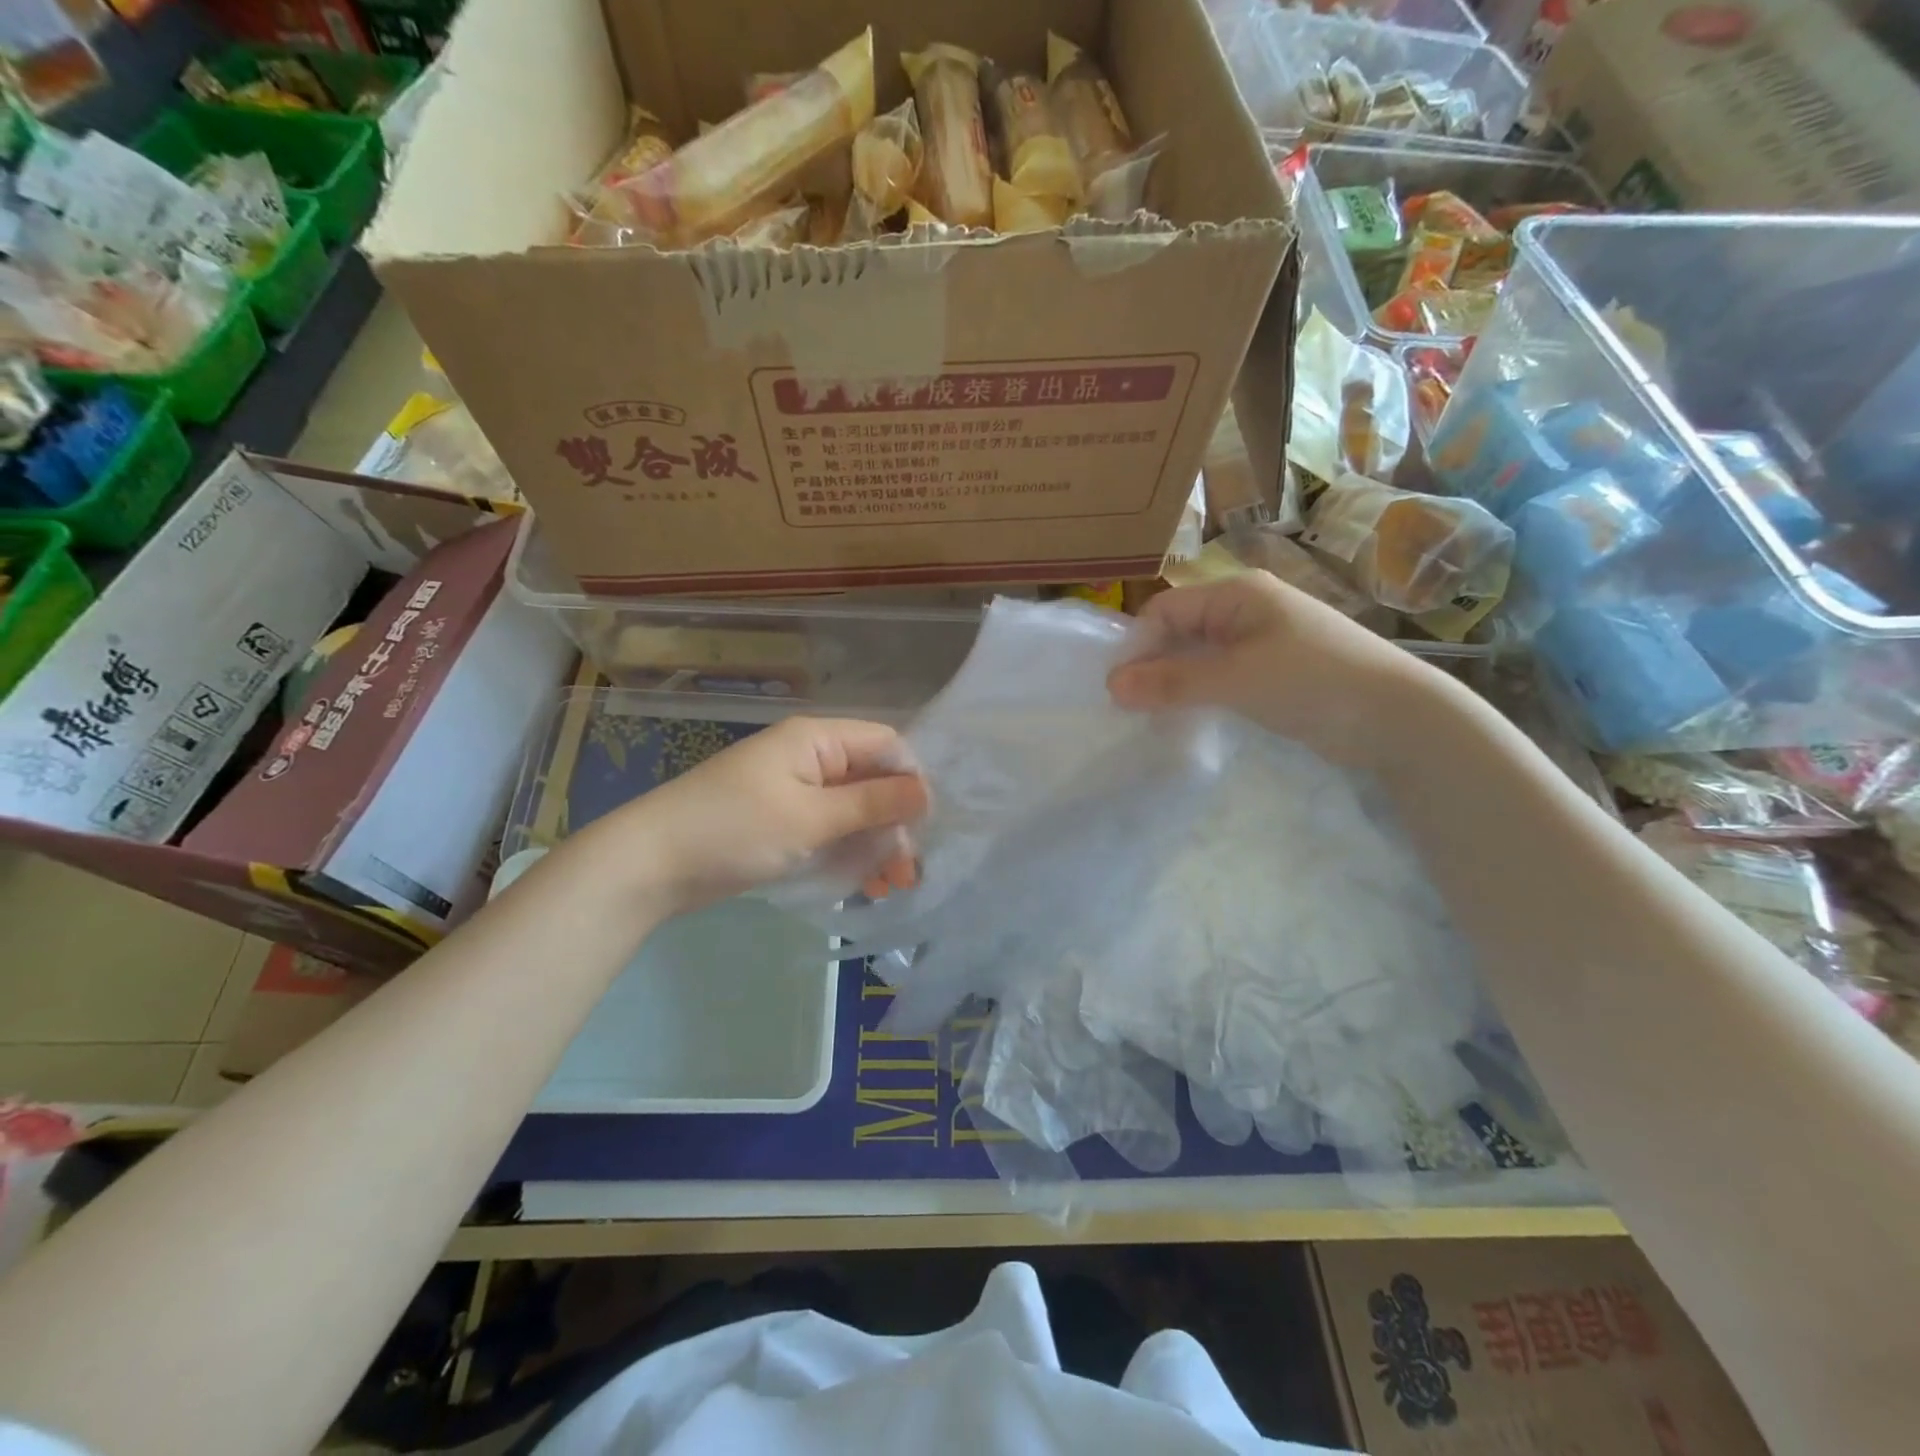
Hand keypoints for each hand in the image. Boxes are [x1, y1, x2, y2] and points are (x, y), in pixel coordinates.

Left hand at [580, 716, 928, 917]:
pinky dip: (848, 853)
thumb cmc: (735, 829)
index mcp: (816, 739)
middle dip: (895, 823)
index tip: (926, 826)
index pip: (885, 745)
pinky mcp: (780, 821)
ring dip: (875, 844)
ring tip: (891, 886)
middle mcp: (809, 758)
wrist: (649, 865)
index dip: (911, 780)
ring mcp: (793, 791)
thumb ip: (872, 802)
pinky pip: (828, 830)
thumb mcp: (811, 816)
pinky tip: (864, 885)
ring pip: (853, 810)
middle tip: (908, 871)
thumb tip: (927, 791)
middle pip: (871, 780)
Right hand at [1106, 573, 1445, 766]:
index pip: (1166, 610)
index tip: (1119, 691)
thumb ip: (1172, 681)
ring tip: (1155, 718)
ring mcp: (1262, 642)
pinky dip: (1201, 694)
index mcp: (1237, 594)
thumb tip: (1111, 686)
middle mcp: (1247, 610)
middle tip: (1132, 709)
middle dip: (1154, 666)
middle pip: (1180, 631)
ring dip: (1176, 683)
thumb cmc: (1313, 681)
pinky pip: (1222, 677)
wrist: (1397, 717)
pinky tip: (1191, 719)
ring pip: (1200, 657)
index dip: (1138, 646)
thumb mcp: (1235, 679)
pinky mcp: (1274, 673)